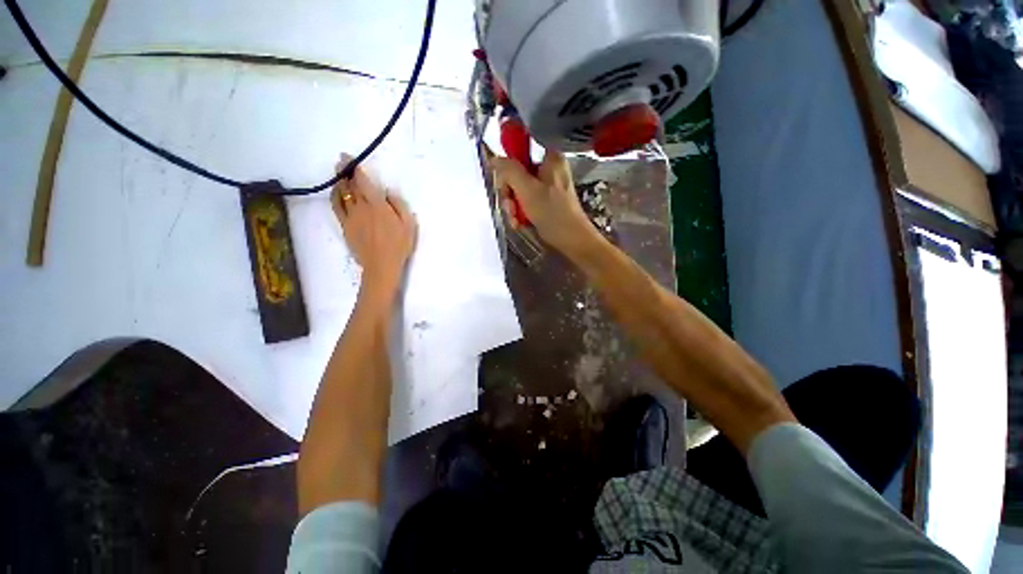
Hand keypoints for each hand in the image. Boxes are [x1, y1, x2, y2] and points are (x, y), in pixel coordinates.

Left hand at [332, 156, 417, 296]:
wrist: (382, 265)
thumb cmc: (399, 245)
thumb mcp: (409, 224)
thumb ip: (399, 205)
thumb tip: (387, 193)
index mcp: (378, 205)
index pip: (363, 181)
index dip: (354, 168)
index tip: (349, 158)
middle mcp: (361, 207)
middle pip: (351, 185)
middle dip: (346, 171)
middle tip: (343, 161)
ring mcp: (351, 216)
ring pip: (341, 193)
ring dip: (339, 181)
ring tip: (339, 174)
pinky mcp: (345, 226)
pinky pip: (336, 206)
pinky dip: (335, 196)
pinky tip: (336, 192)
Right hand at [490, 150, 598, 255]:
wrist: (572, 241)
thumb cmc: (552, 213)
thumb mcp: (527, 190)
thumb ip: (509, 171)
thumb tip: (494, 158)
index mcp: (550, 159)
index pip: (520, 150)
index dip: (508, 166)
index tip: (504, 183)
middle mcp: (549, 169)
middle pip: (517, 172)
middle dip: (510, 193)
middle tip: (510, 206)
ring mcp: (548, 187)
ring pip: (520, 189)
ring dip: (513, 206)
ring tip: (516, 219)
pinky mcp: (546, 202)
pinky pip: (526, 201)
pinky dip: (521, 212)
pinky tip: (520, 223)